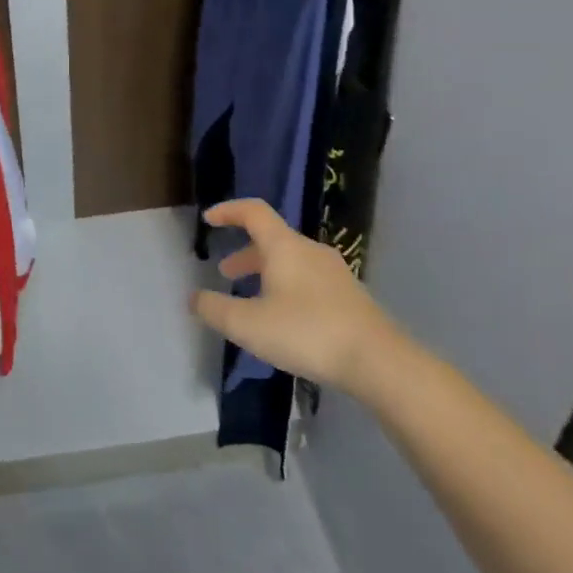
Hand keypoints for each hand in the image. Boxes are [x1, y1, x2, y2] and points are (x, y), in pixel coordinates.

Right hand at [190, 198, 406, 399]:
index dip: (229, 211)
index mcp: (284, 246)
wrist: (378, 361)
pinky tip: (286, 318)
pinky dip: (287, 287)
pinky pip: (308, 279)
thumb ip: (215, 309)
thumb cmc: (307, 332)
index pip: (253, 212)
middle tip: (226, 273)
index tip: (209, 219)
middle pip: (272, 239)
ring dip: (266, 272)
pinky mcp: (349, 296)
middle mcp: (310, 251)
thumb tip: (194, 297)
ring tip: (253, 299)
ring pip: (291, 261)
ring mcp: (334, 272)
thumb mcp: (248, 325)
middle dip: (244, 253)